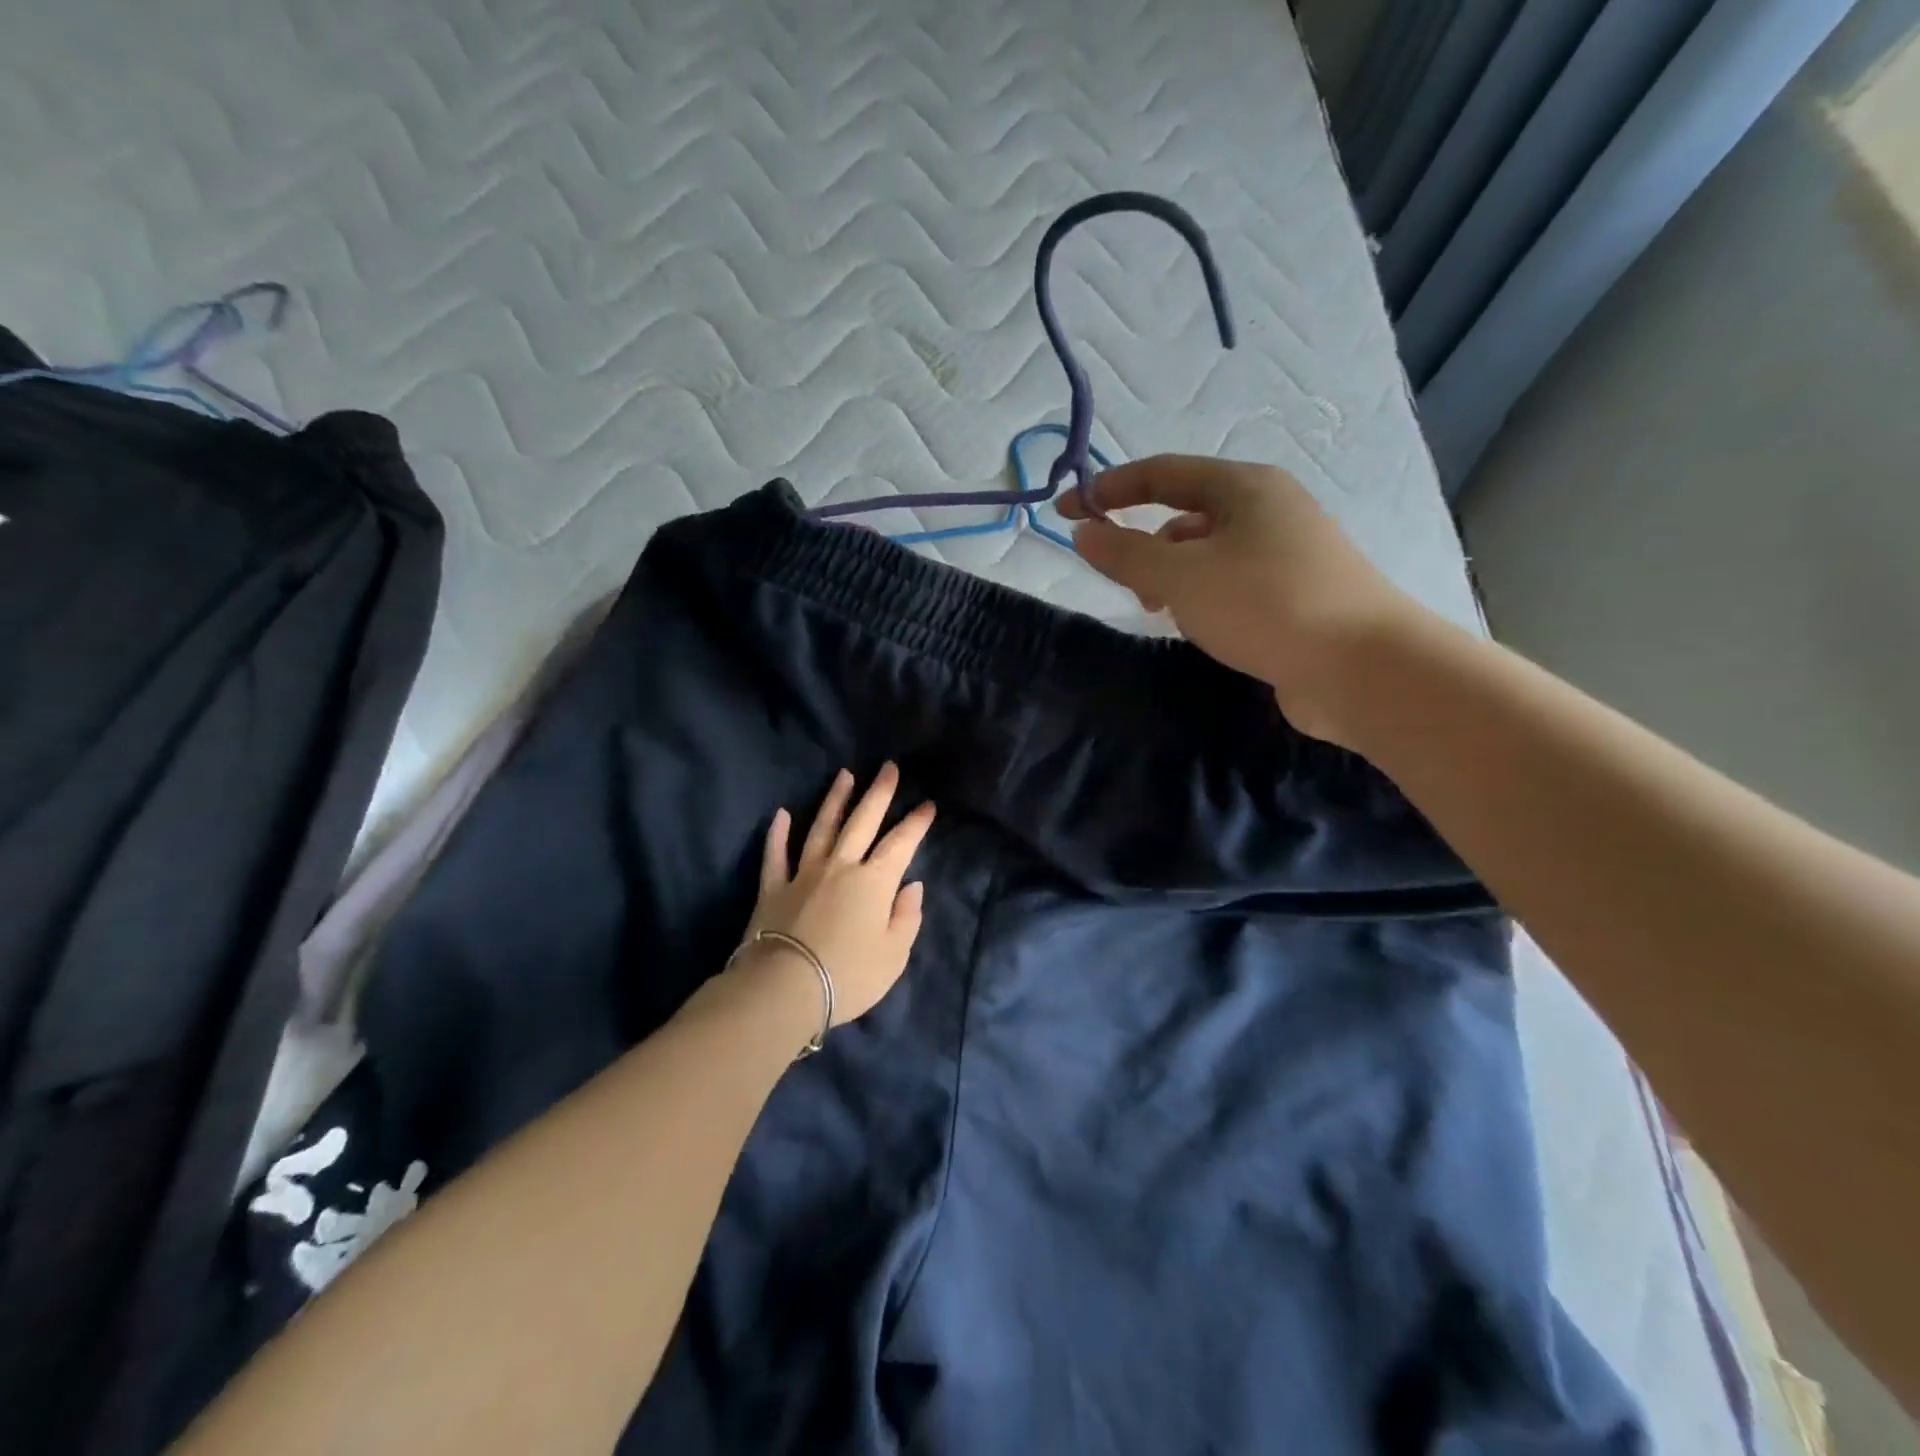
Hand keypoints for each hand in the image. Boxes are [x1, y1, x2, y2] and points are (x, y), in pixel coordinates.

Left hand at [736, 764, 934, 1029]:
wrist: (784, 988)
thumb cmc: (848, 975)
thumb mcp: (894, 955)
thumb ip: (906, 917)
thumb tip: (911, 886)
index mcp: (874, 882)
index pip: (901, 844)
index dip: (916, 823)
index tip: (928, 804)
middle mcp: (840, 866)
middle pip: (862, 822)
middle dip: (879, 793)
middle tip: (889, 768)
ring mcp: (803, 873)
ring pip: (822, 828)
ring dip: (835, 800)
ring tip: (845, 775)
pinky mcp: (773, 888)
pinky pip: (776, 854)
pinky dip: (778, 834)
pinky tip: (781, 814)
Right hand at [1058, 455, 1427, 746]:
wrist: (1362, 667)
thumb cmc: (1265, 605)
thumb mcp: (1182, 576)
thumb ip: (1126, 553)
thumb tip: (1084, 533)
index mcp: (1245, 487)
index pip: (1162, 474)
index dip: (1109, 489)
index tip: (1067, 512)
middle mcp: (1268, 509)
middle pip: (1186, 513)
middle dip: (1145, 543)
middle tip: (1126, 582)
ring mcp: (1287, 552)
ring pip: (1208, 553)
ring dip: (1174, 575)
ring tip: (1164, 612)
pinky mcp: (1295, 593)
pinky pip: (1231, 582)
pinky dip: (1203, 597)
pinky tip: (1201, 627)